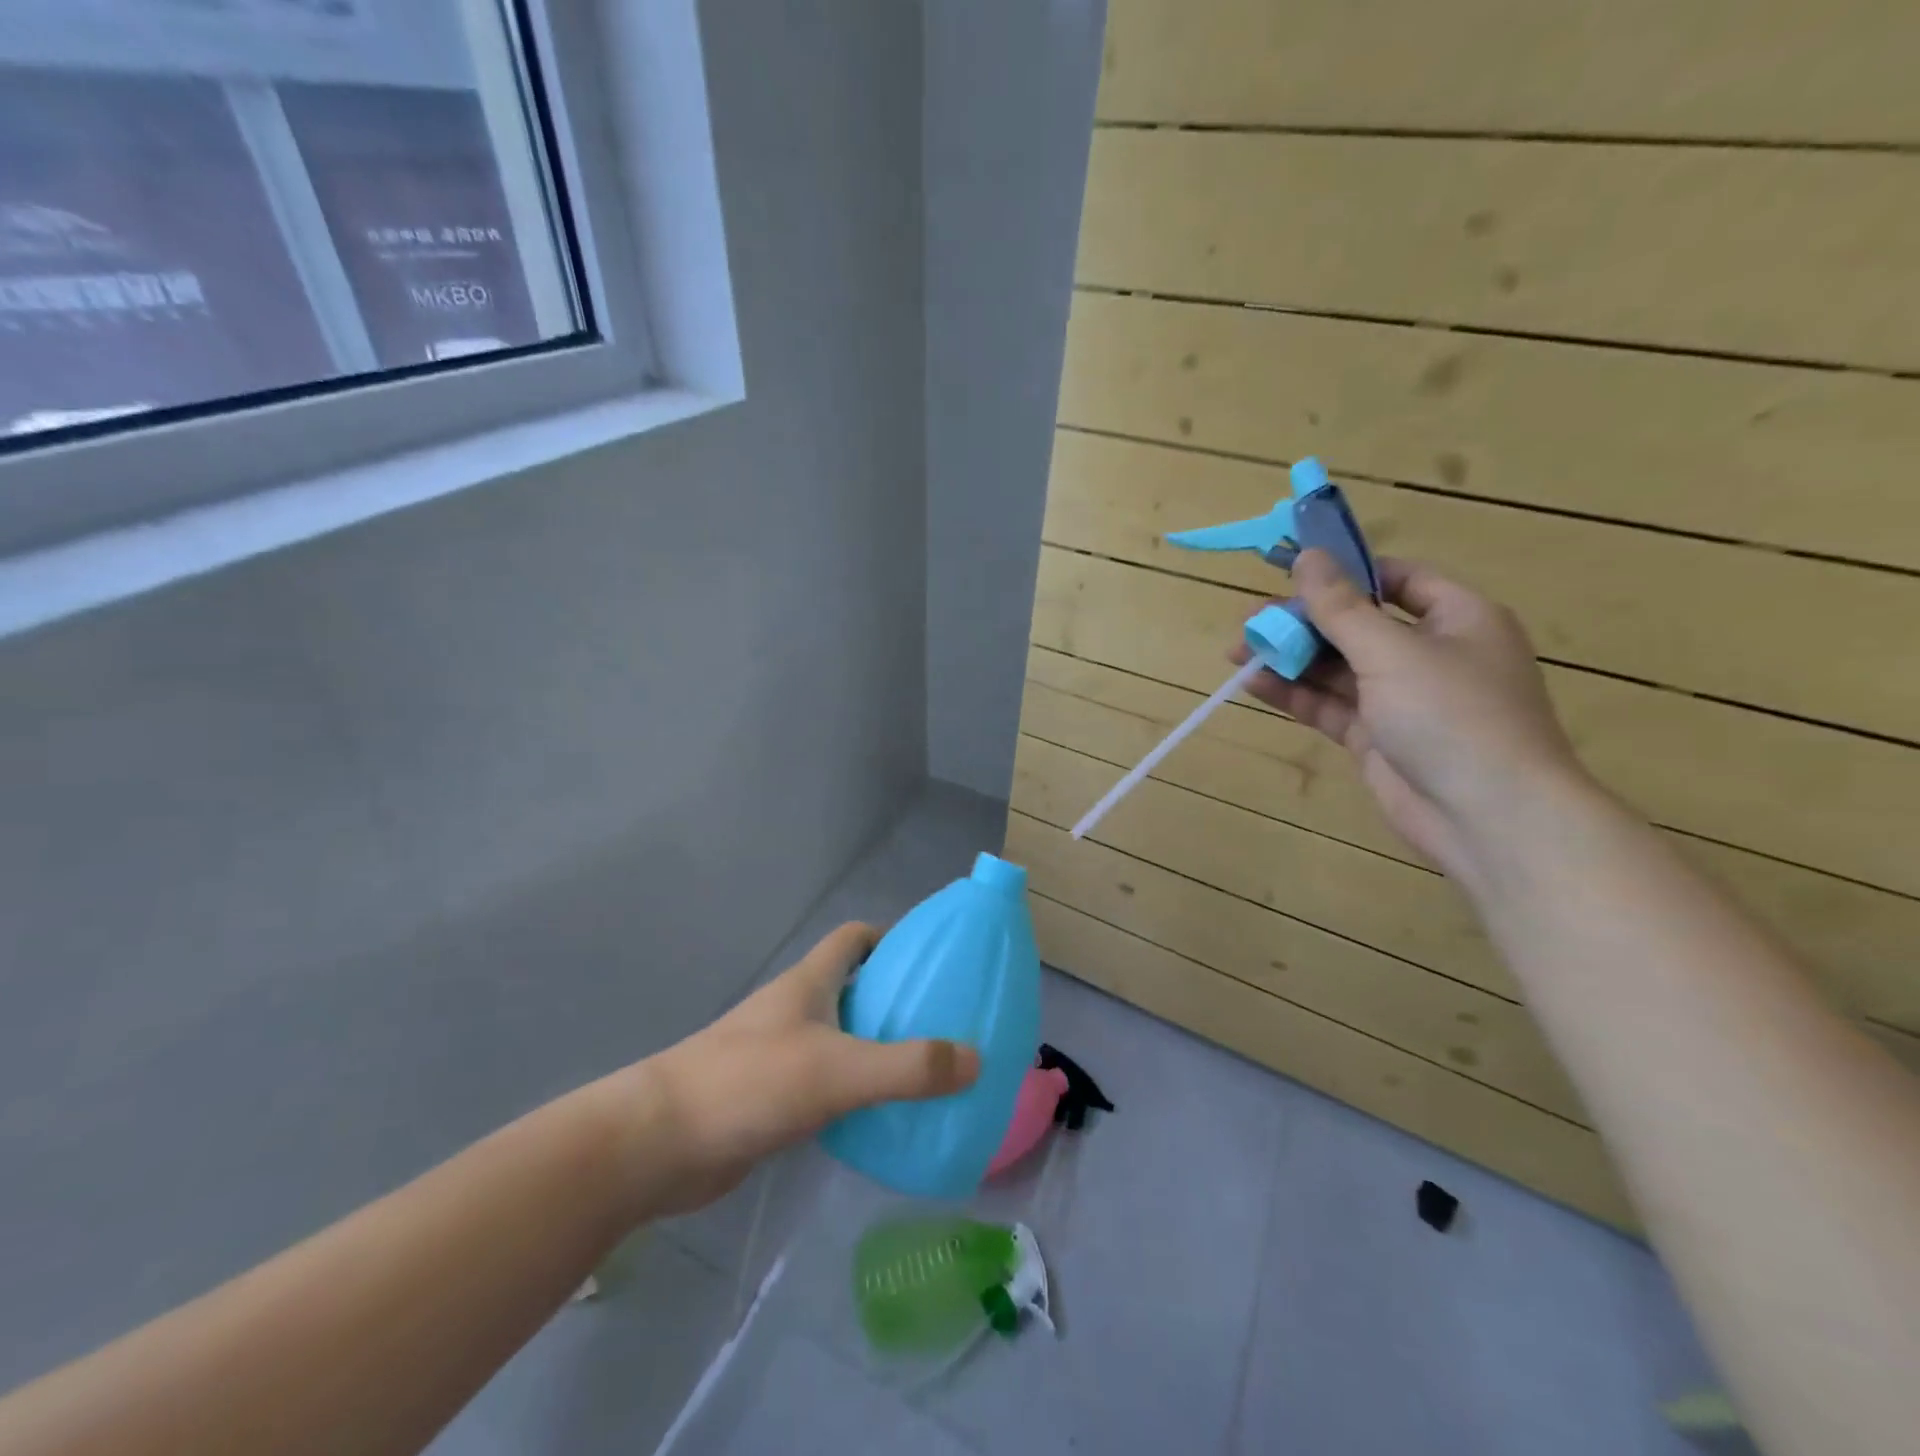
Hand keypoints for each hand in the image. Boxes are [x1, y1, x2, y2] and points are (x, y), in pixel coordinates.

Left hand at [624, 923, 980, 1216]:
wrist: (658, 1144)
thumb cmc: (748, 1084)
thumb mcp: (837, 1070)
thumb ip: (907, 1066)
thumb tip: (976, 1059)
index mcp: (809, 983)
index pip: (854, 938)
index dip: (891, 939)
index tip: (931, 961)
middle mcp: (795, 1010)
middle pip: (853, 988)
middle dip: (895, 999)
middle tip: (945, 1024)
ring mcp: (780, 1054)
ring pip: (841, 1038)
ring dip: (878, 1048)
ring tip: (927, 1072)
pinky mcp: (771, 1098)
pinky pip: (826, 1083)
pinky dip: (855, 1092)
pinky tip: (882, 1118)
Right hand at [1234, 550, 1588, 882]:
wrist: (1487, 816)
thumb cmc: (1452, 715)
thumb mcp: (1392, 651)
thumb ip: (1342, 607)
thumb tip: (1307, 556)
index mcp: (1457, 618)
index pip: (1397, 580)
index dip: (1346, 574)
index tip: (1293, 575)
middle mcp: (1430, 653)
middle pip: (1357, 625)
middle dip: (1303, 622)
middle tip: (1251, 622)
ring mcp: (1401, 699)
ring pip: (1337, 668)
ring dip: (1291, 658)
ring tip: (1238, 651)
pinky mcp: (1377, 737)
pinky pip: (1330, 705)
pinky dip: (1294, 694)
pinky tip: (1254, 683)